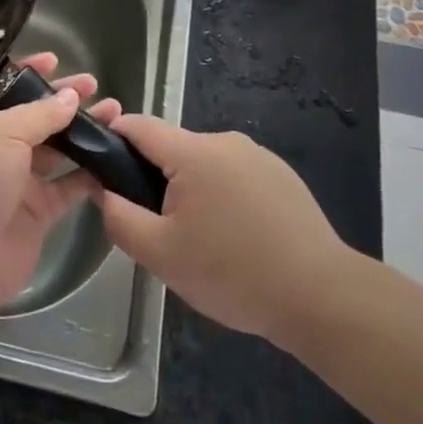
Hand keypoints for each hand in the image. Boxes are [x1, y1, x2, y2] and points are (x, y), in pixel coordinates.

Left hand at [0, 54, 117, 315]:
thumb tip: (70, 97)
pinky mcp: (39, 211)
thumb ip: (39, 114)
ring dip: (84, 133)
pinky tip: (115, 157)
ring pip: (58, 149)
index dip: (28, 73)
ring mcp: (19, 180)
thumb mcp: (1, 133)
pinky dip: (91, 174)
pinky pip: (70, 186)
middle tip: (96, 87)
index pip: (4, 87)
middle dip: (64, 101)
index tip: (56, 60)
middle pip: (36, 116)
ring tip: (116, 116)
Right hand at [90, 115, 358, 348]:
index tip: (99, 170)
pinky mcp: (282, 177)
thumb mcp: (160, 254)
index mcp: (194, 152)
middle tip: (156, 227)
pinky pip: (233, 176)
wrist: (323, 298)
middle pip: (171, 148)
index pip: (138, 125)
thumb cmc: (233, 273)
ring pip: (203, 164)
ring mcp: (259, 157)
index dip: (111, 139)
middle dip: (153, 178)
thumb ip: (119, 217)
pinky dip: (221, 198)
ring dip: (189, 190)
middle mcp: (226, 141)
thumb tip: (103, 190)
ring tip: (199, 241)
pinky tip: (234, 239)